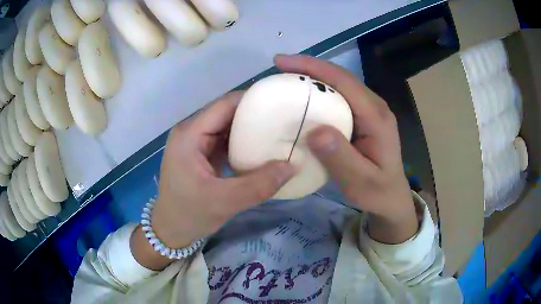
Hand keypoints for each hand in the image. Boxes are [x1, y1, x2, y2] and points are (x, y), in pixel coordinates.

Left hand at [131, 92, 295, 269]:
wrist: (171, 230)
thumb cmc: (190, 215)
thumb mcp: (225, 202)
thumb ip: (259, 184)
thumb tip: (293, 166)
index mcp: (190, 135)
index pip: (225, 105)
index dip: (253, 100)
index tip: (280, 104)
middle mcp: (191, 132)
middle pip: (226, 113)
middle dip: (255, 115)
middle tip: (283, 120)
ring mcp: (195, 143)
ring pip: (227, 126)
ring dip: (250, 129)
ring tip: (277, 132)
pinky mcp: (201, 154)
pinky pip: (225, 140)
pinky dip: (243, 143)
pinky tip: (261, 149)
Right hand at [274, 55, 417, 243]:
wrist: (391, 198)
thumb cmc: (377, 192)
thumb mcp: (359, 182)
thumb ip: (341, 158)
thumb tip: (315, 131)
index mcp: (377, 117)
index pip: (344, 82)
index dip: (313, 67)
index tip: (282, 61)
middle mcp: (375, 107)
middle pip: (341, 77)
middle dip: (310, 67)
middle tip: (279, 67)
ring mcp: (370, 111)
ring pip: (340, 84)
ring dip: (314, 77)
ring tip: (287, 78)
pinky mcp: (364, 117)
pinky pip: (340, 97)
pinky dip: (319, 92)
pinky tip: (304, 98)